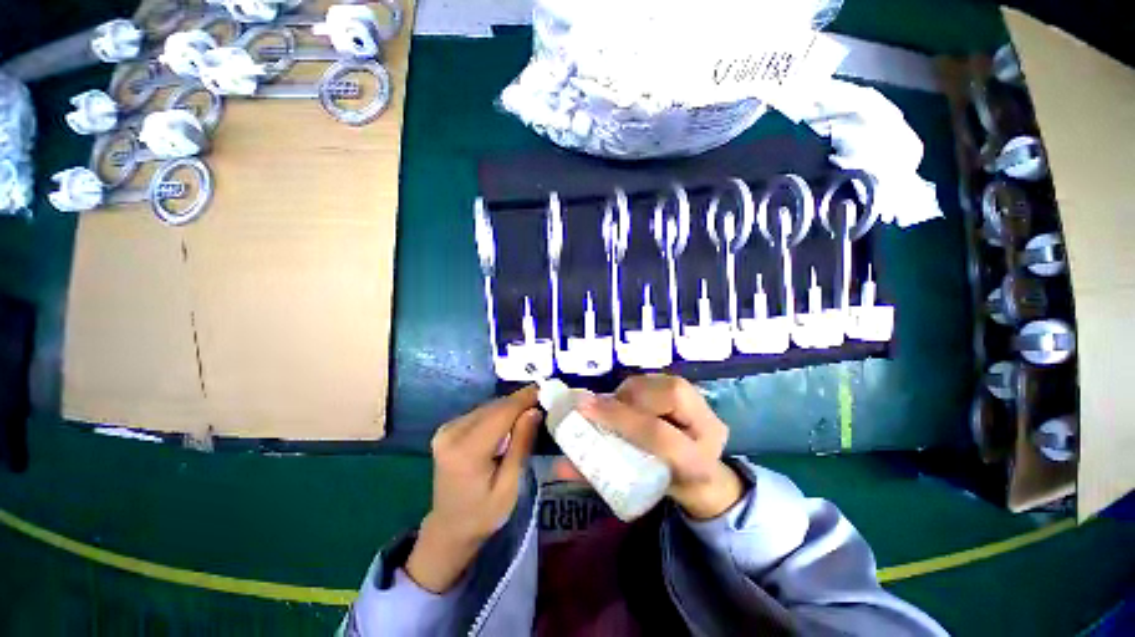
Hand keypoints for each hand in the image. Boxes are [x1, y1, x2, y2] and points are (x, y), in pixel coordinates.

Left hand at [406, 386, 541, 592]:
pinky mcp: (448, 428)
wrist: (449, 527)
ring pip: (488, 407)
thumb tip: (534, 410)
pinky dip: (499, 413)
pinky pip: (480, 413)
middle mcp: (452, 433)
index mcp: (466, 451)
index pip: (501, 413)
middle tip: (543, 400)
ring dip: (510, 406)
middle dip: (520, 401)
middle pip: (494, 407)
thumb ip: (521, 445)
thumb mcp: (510, 486)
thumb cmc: (483, 514)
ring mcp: (446, 429)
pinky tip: (511, 420)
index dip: (524, 398)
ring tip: (532, 408)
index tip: (546, 390)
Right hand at [576, 374, 743, 519]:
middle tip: (604, 406)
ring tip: (616, 402)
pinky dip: (640, 385)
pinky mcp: (695, 395)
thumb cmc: (664, 486)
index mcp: (697, 465)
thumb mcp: (635, 490)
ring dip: (633, 388)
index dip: (620, 418)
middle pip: (669, 397)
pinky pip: (664, 379)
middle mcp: (709, 429)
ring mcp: (705, 408)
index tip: (585, 408)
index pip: (659, 435)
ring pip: (667, 382)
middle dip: (629, 397)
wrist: (703, 478)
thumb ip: (598, 477)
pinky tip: (630, 398)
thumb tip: (558, 465)